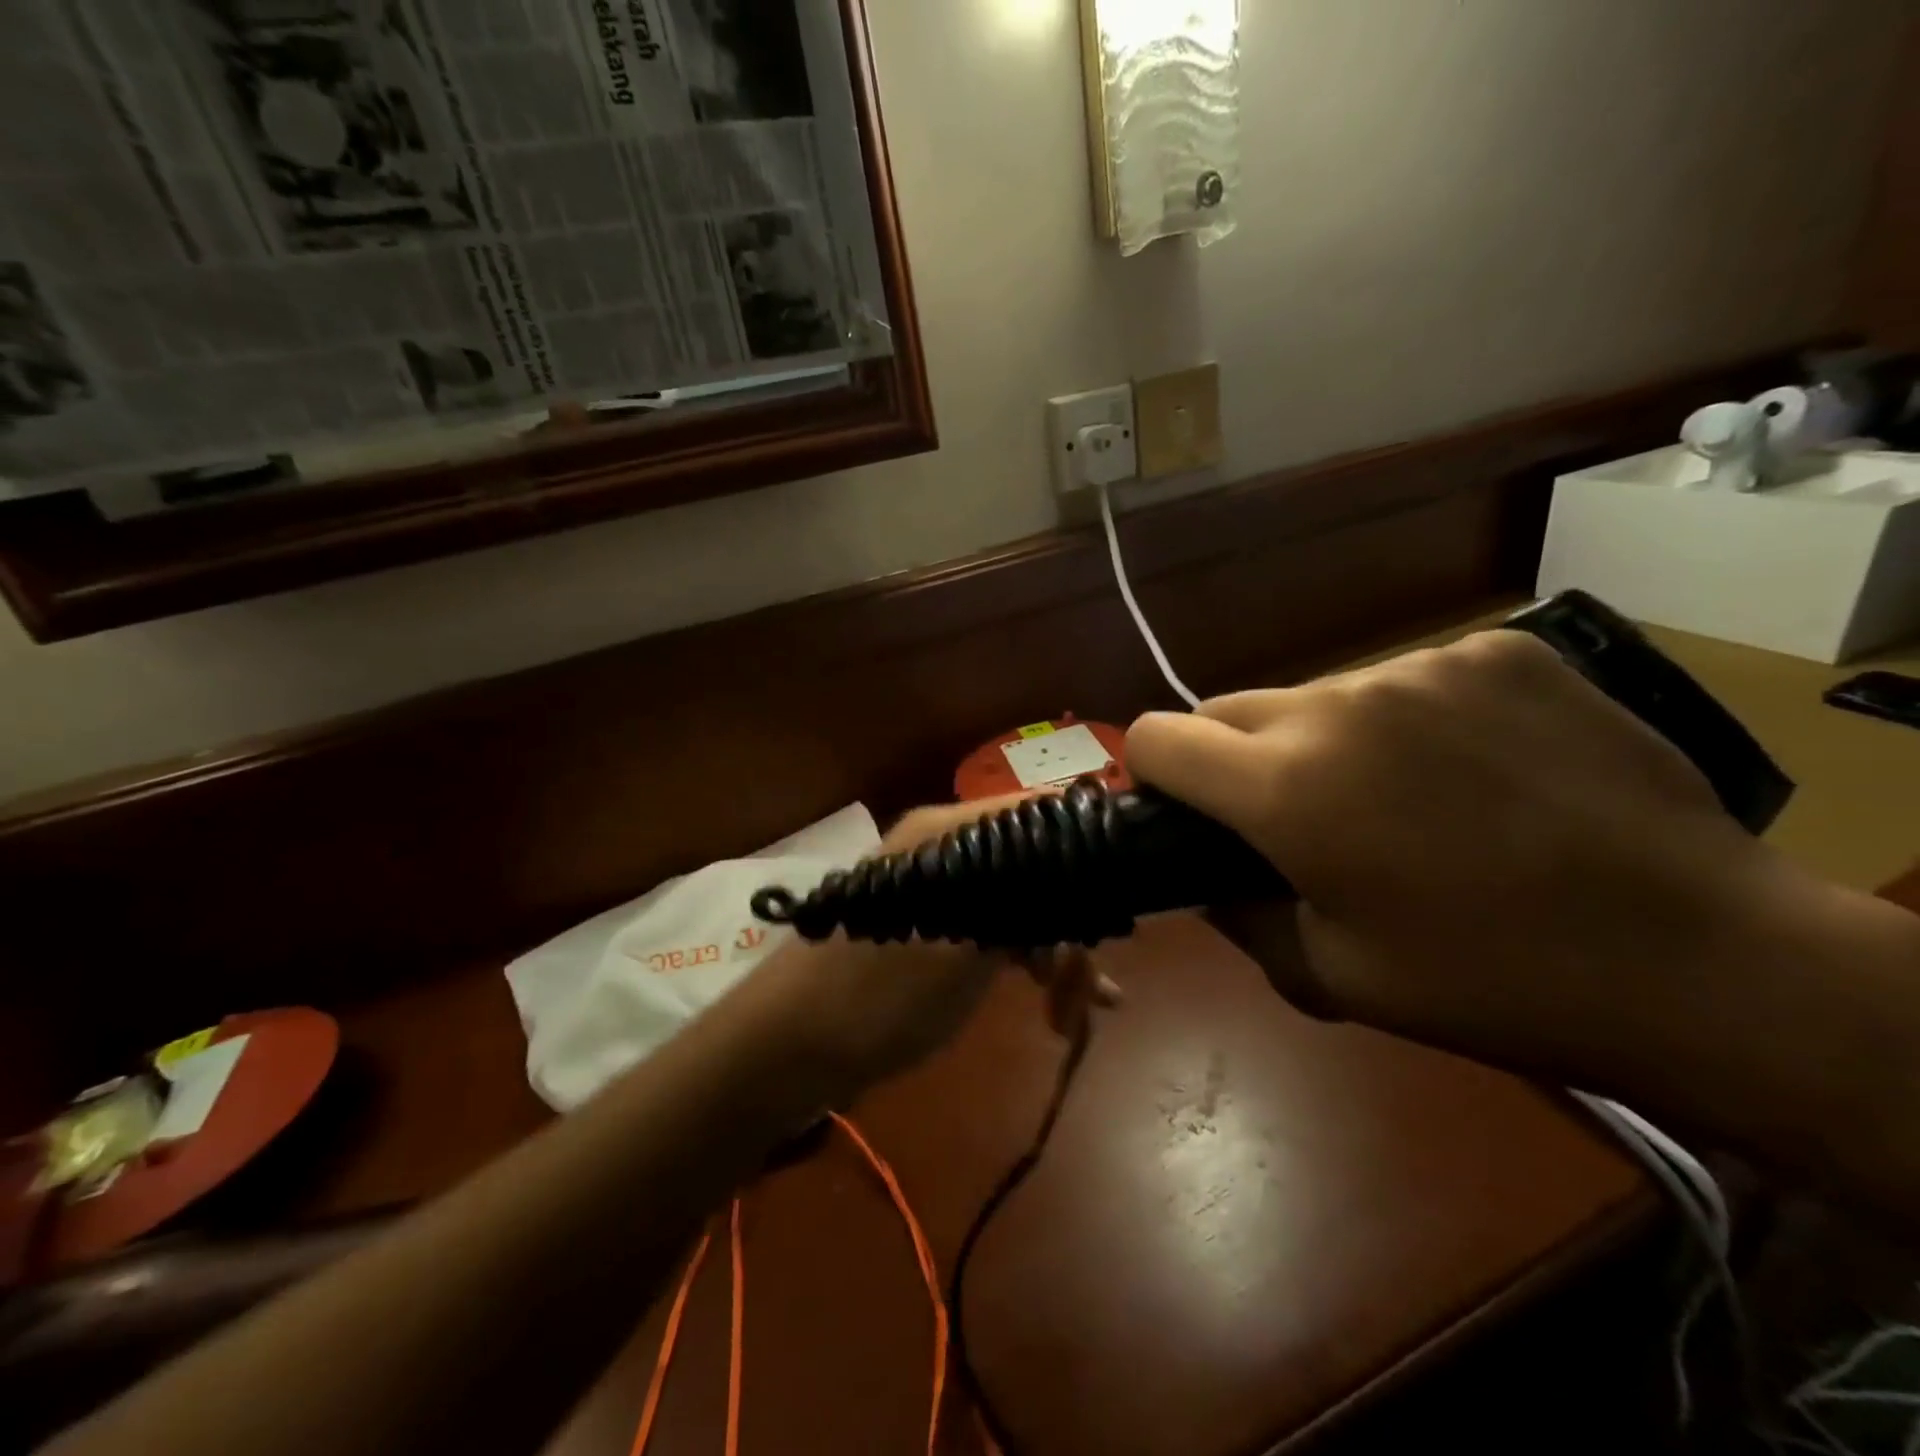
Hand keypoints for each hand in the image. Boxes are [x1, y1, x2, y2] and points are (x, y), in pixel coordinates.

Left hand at [748, 799, 1119, 1098]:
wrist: (787, 1048)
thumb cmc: (878, 995)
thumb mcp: (965, 952)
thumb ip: (1025, 905)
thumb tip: (1081, 870)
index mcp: (948, 831)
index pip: (1035, 813)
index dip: (1084, 848)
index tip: (1123, 899)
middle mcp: (942, 845)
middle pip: (1031, 863)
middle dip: (1070, 919)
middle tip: (1096, 986)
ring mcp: (932, 886)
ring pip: (1014, 900)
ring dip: (1053, 948)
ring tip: (1080, 1007)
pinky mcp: (926, 925)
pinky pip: (990, 928)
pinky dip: (1023, 959)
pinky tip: (1054, 1002)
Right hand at [1123, 629, 1827, 1087]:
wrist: (1704, 958)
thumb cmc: (1490, 984)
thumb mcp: (1329, 976)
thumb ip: (1235, 915)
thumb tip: (1199, 875)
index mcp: (1285, 787)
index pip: (1156, 736)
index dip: (1149, 773)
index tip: (1179, 810)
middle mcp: (1337, 704)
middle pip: (1227, 708)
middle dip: (1231, 760)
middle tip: (1290, 820)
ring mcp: (1423, 666)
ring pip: (1317, 696)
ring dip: (1321, 740)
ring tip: (1397, 799)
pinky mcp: (1497, 651)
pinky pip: (1405, 680)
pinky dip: (1406, 721)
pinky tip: (1470, 769)